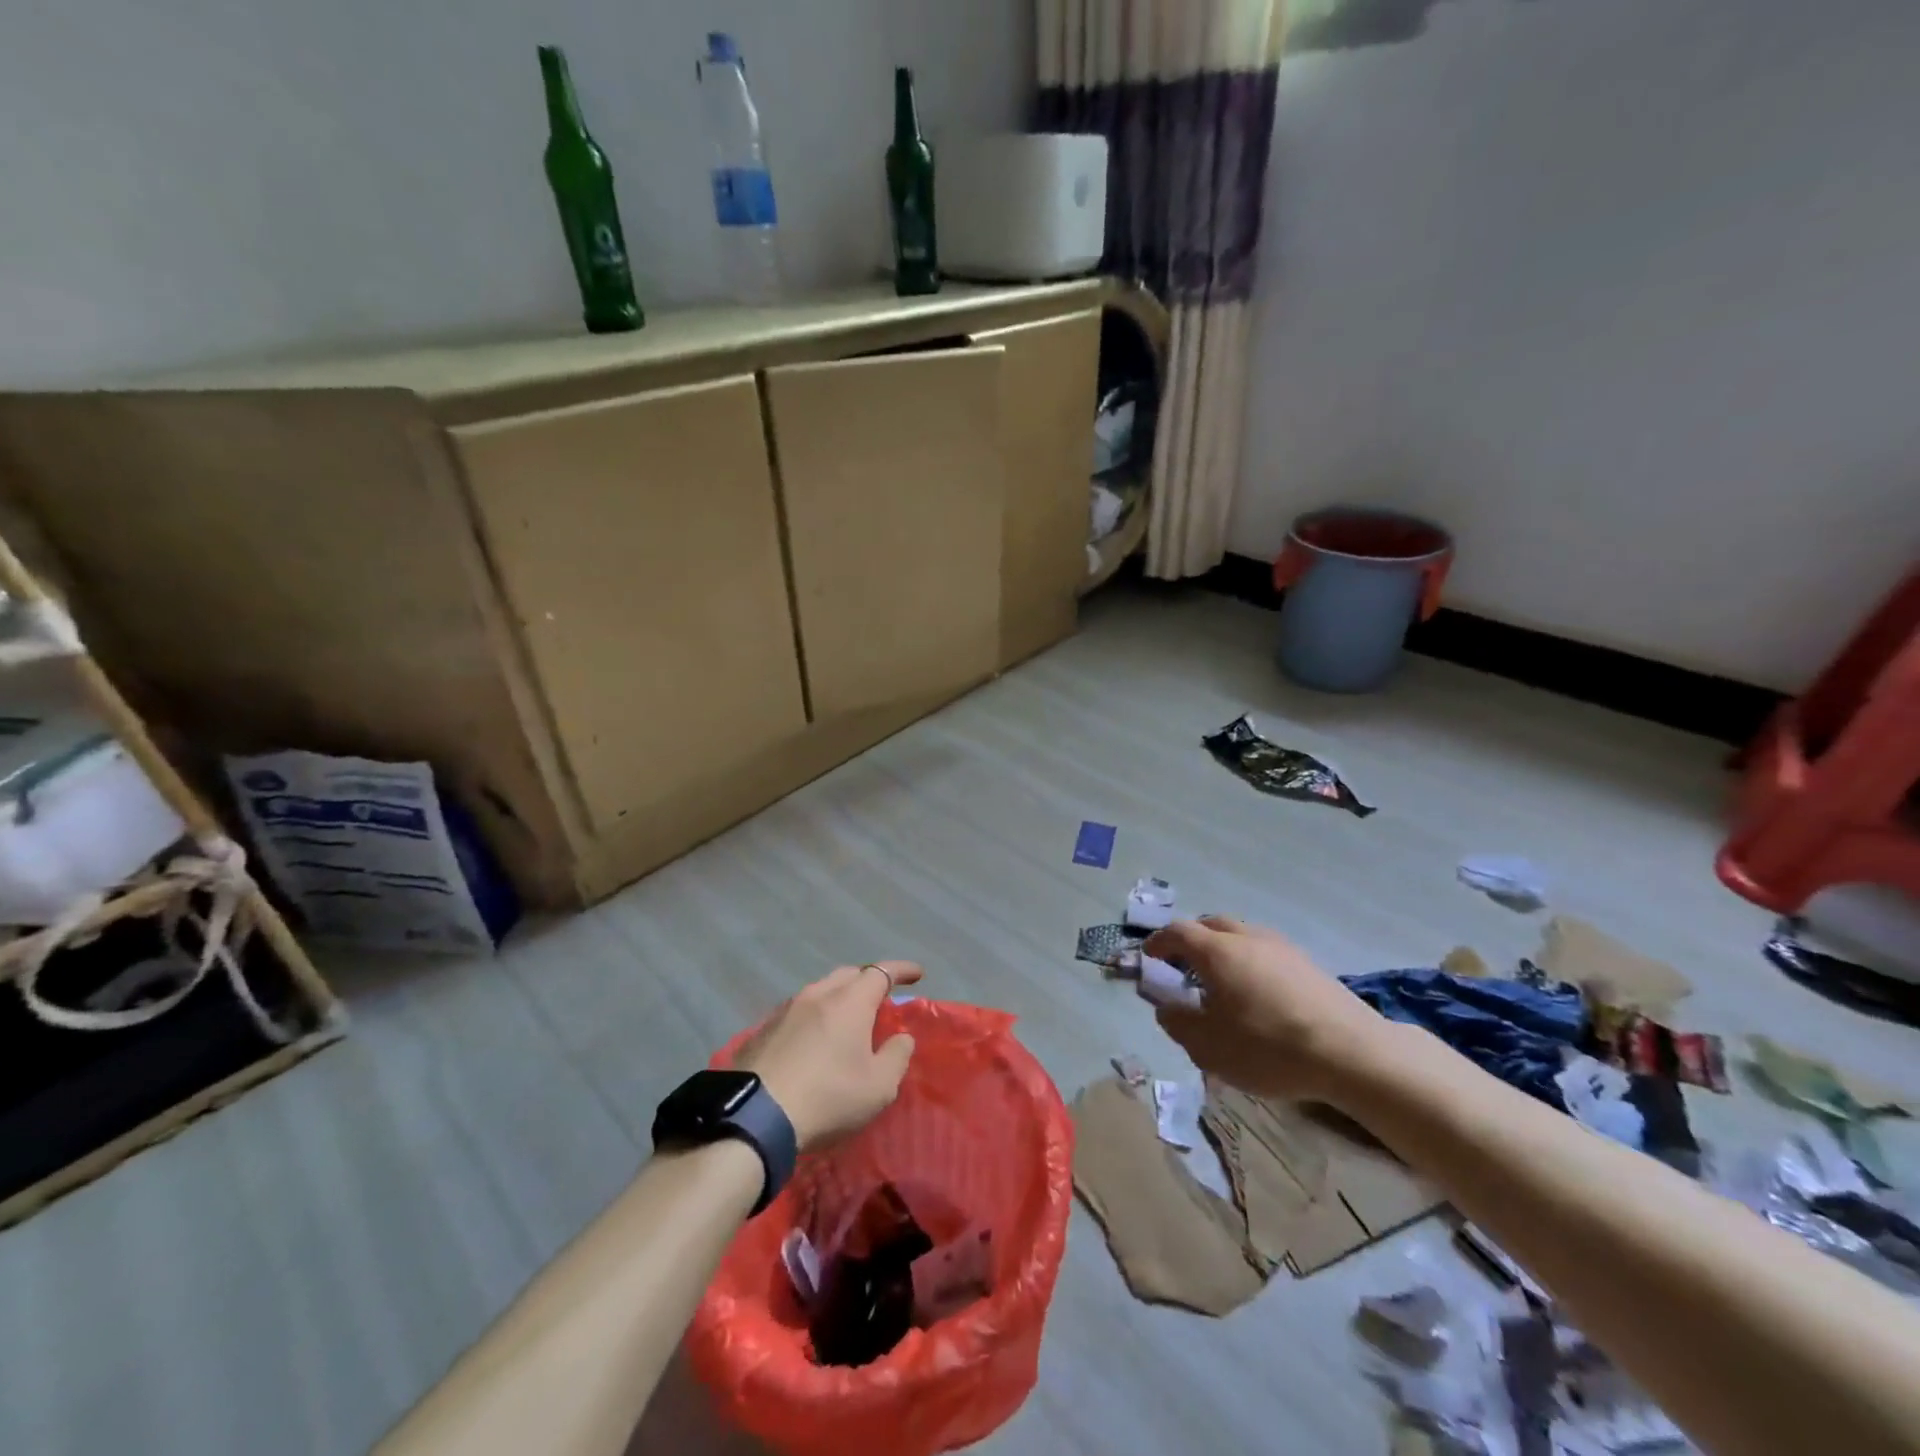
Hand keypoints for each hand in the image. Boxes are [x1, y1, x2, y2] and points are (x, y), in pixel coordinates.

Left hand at [737, 961, 922, 1150]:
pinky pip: (797, 1013)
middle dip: (868, 980)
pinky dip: (813, 1018)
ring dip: (838, 998)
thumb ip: (896, 1056)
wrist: (754, 1118)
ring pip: (819, 991)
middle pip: (848, 975)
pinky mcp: (762, 1031)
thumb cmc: (828, 1098)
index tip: (917, 973)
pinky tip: (812, 1040)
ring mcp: (785, 1010)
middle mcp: (817, 994)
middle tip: (880, 997)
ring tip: (846, 1019)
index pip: (881, 972)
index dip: (901, 970)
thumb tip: (901, 1038)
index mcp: (849, 1001)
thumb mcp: (879, 1086)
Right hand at [1147, 917, 1387, 1105]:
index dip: (1159, 942)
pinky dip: (1249, 961)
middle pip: (1211, 924)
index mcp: (1217, 951)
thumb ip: (1179, 1024)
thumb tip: (1165, 1008)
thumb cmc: (1269, 1048)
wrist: (1353, 1053)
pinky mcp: (1308, 964)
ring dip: (1223, 948)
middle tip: (1182, 962)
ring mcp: (1281, 947)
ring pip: (1241, 935)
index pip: (1178, 933)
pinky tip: (1257, 991)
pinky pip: (1265, 950)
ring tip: (1220, 979)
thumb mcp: (1210, 1046)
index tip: (1149, 956)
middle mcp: (1247, 938)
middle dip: (1191, 938)